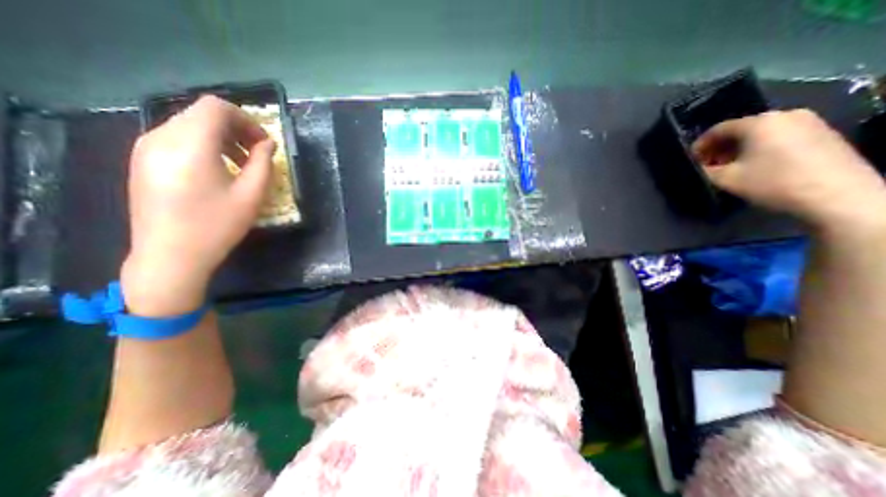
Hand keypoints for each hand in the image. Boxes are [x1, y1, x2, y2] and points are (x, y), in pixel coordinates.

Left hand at [119, 95, 275, 315]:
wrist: (170, 255)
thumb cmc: (217, 225)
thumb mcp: (251, 195)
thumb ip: (263, 163)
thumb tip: (268, 144)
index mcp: (190, 144)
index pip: (217, 108)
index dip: (247, 120)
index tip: (264, 143)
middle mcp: (161, 137)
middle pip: (202, 114)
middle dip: (236, 128)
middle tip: (257, 153)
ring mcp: (146, 148)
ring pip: (189, 125)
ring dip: (221, 137)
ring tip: (241, 163)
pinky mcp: (142, 161)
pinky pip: (177, 139)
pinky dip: (204, 146)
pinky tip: (218, 170)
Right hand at [691, 109, 885, 228]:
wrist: (836, 194)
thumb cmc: (772, 182)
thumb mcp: (725, 179)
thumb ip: (705, 170)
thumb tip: (699, 167)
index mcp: (759, 122)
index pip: (717, 129)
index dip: (700, 145)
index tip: (691, 161)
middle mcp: (784, 115)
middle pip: (740, 130)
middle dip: (720, 148)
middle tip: (709, 165)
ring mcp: (809, 122)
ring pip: (760, 133)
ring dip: (740, 149)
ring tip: (731, 168)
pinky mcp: (822, 134)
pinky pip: (779, 137)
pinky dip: (761, 149)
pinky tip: (756, 166)